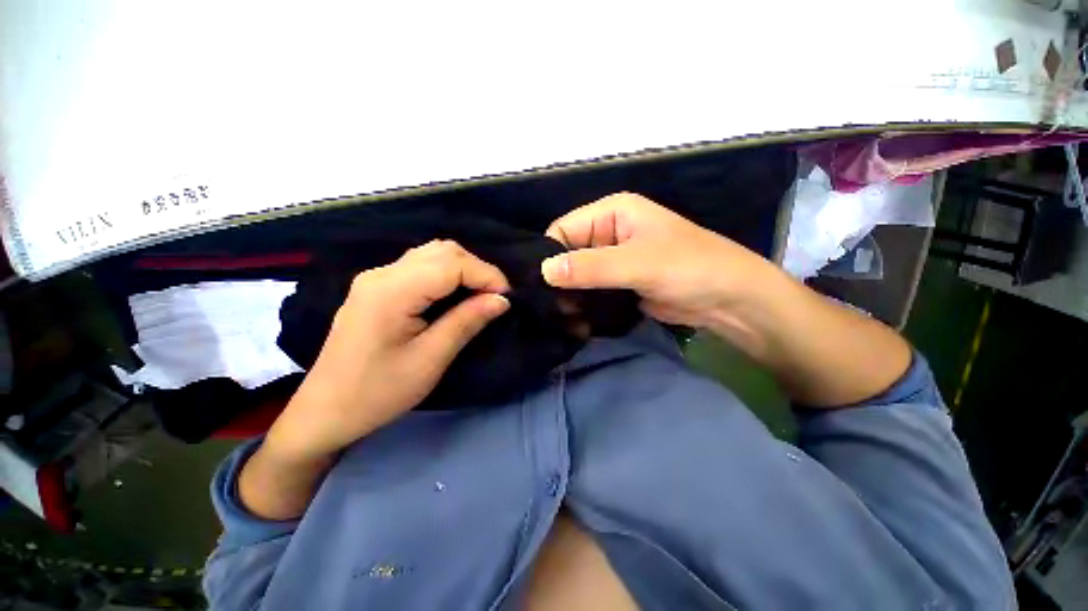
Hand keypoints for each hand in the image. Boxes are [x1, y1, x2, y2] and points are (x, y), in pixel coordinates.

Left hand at [267, 240, 510, 460]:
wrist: (325, 412)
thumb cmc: (378, 392)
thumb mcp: (430, 359)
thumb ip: (467, 322)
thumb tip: (501, 300)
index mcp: (392, 290)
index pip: (452, 263)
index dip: (486, 275)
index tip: (507, 298)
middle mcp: (382, 273)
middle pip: (443, 250)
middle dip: (477, 268)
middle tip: (495, 298)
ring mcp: (377, 277)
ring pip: (432, 254)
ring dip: (464, 269)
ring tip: (481, 295)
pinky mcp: (377, 287)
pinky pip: (421, 266)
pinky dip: (447, 274)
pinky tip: (456, 294)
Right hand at [541, 192, 776, 329]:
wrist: (729, 300)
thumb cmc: (689, 268)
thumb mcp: (638, 264)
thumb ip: (591, 267)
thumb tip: (543, 271)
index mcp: (611, 213)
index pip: (562, 229)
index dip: (548, 255)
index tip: (536, 286)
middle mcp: (608, 233)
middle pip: (568, 253)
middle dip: (558, 279)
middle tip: (547, 308)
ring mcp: (613, 260)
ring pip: (578, 275)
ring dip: (570, 295)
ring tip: (559, 317)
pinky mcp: (619, 283)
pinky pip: (592, 291)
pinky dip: (583, 304)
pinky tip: (576, 320)